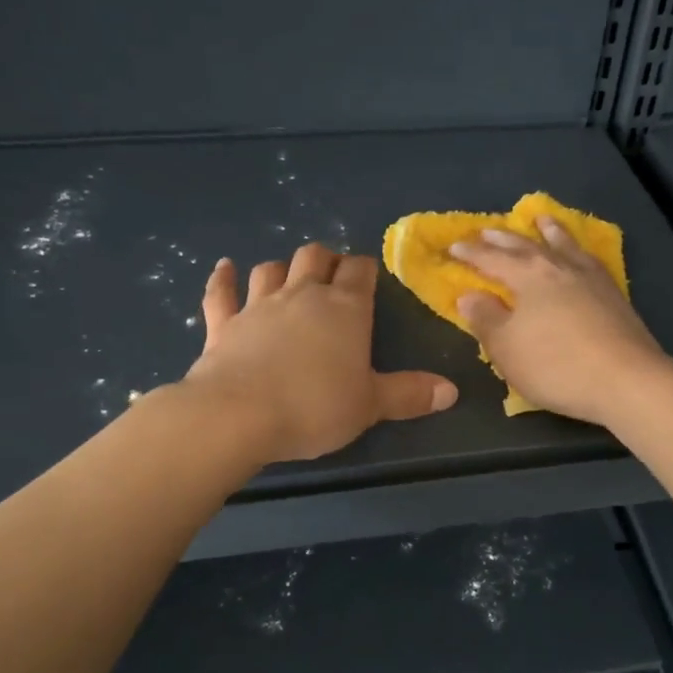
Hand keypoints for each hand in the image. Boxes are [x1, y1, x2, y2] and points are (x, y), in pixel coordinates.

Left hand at [180, 244, 456, 462]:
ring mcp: (257, 306)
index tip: (368, 276)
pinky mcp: (222, 325)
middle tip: (332, 274)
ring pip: (271, 270)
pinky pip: (221, 293)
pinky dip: (223, 279)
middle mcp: (302, 295)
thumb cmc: (314, 407)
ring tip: (289, 275)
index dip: (365, 269)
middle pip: (314, 257)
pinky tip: (224, 268)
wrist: (237, 416)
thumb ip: (409, 395)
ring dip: (282, 268)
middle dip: (326, 260)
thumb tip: (452, 391)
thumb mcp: (370, 405)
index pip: (359, 271)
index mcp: (344, 309)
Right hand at [451, 216, 670, 425]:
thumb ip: (485, 319)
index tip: (454, 246)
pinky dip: (577, 249)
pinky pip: (588, 258)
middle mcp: (558, 267)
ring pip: (564, 245)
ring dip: (549, 231)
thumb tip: (469, 295)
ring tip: (541, 219)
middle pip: (526, 246)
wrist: (625, 380)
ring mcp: (590, 277)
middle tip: (487, 229)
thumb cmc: (556, 366)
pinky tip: (580, 254)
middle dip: (503, 238)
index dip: (471, 253)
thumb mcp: (507, 349)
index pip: (491, 259)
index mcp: (528, 276)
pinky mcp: (614, 293)